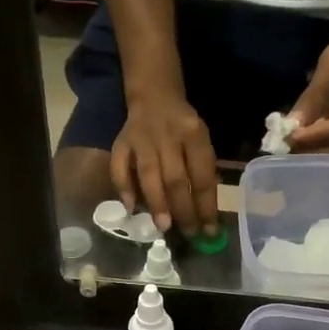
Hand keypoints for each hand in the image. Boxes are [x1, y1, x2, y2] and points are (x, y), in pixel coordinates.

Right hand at [112, 90, 219, 236]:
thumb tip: (204, 213)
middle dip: (183, 210)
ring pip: (148, 175)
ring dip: (157, 203)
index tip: (209, 231)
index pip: (202, 176)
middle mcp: (167, 135)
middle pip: (176, 179)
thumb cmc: (183, 127)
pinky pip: (119, 167)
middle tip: (188, 233)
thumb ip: (202, 171)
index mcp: (194, 134)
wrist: (155, 96)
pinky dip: (124, 188)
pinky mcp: (121, 142)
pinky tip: (131, 208)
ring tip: (164, 227)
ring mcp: (142, 139)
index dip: (206, 206)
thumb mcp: (201, 141)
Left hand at [289, 24, 328, 153]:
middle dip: (309, 150)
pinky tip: (297, 144)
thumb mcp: (327, 72)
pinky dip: (314, 146)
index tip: (289, 138)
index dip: (311, 135)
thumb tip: (288, 127)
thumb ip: (310, 101)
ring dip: (310, 152)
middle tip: (284, 149)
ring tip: (288, 149)